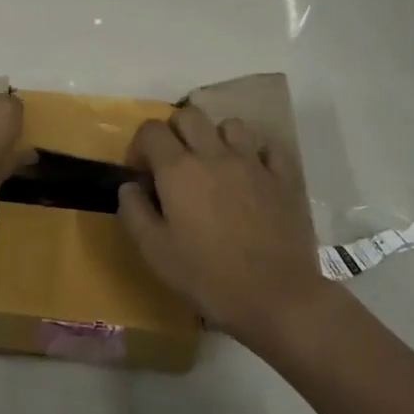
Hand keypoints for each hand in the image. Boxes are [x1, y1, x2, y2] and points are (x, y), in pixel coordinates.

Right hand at [118, 108, 322, 339]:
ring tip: (213, 166)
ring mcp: (252, 163)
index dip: (139, 146)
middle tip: (173, 165)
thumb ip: (133, 211)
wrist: (277, 298)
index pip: (151, 130)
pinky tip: (251, 174)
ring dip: (215, 138)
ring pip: (229, 125)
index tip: (140, 174)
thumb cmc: (208, 277)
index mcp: (179, 169)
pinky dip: (255, 153)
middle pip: (189, 116)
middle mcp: (214, 154)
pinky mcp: (283, 178)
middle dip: (174, 132)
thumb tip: (130, 186)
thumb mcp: (154, 252)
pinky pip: (267, 147)